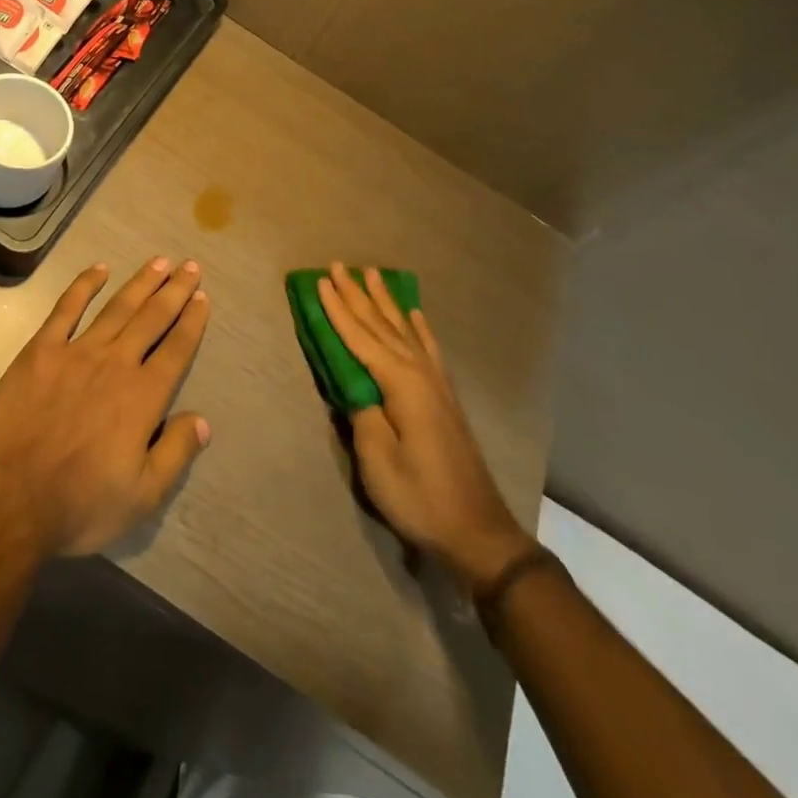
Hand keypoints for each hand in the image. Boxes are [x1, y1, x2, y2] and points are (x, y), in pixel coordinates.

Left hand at [0, 258, 211, 558]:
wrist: (9, 502)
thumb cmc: (79, 505)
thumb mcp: (142, 497)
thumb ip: (176, 454)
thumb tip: (203, 420)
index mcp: (142, 398)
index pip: (176, 349)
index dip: (192, 321)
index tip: (202, 297)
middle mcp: (116, 364)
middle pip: (152, 318)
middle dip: (174, 290)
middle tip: (190, 265)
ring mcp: (77, 352)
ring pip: (117, 307)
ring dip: (140, 282)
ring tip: (159, 261)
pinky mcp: (41, 351)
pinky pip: (66, 309)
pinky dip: (84, 285)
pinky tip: (99, 269)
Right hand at [317, 263, 530, 588]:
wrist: (477, 531)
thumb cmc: (420, 499)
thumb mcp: (378, 462)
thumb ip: (362, 415)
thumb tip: (353, 385)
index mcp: (401, 385)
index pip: (360, 338)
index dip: (338, 310)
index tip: (320, 281)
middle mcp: (420, 373)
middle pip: (382, 325)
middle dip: (358, 295)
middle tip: (339, 265)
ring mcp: (436, 383)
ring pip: (404, 329)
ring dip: (385, 301)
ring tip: (372, 274)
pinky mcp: (444, 396)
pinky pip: (428, 347)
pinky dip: (418, 326)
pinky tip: (414, 313)